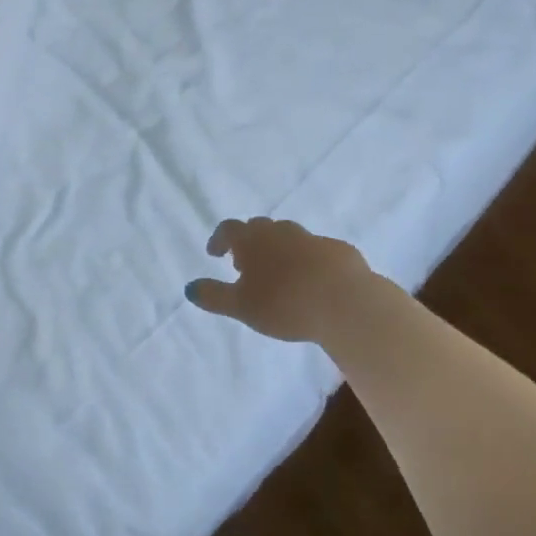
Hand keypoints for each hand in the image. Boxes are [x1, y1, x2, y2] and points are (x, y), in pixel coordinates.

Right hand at [185, 217, 380, 345]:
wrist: (346, 301)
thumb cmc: (284, 303)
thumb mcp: (241, 307)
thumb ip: (213, 296)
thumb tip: (189, 288)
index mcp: (253, 240)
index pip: (229, 229)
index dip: (219, 239)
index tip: (215, 253)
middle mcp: (281, 231)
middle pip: (259, 228)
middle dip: (249, 242)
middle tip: (245, 264)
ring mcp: (312, 238)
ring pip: (289, 237)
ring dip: (279, 249)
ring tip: (278, 273)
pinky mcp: (339, 251)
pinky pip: (317, 251)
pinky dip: (308, 260)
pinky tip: (312, 281)